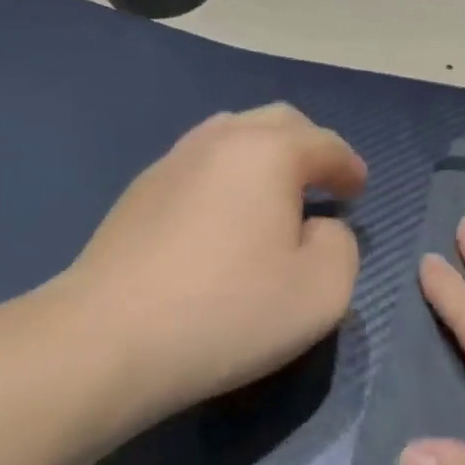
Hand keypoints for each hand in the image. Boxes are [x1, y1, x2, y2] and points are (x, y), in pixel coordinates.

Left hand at [64, 105, 365, 413]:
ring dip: (265, 157)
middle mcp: (219, 141)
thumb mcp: (322, 289)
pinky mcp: (138, 193)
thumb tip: (320, 228)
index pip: (325, 144)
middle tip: (323, 185)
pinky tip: (225, 219)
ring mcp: (171, 162)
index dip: (349, 166)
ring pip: (232, 137)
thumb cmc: (228, 311)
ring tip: (275, 196)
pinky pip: (200, 166)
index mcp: (268, 152)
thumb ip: (342, 245)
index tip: (359, 192)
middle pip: (277, 122)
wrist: (105, 341)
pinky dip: (227, 178)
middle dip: (309, 147)